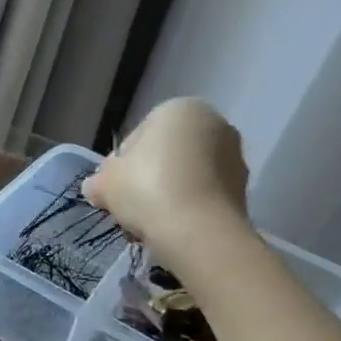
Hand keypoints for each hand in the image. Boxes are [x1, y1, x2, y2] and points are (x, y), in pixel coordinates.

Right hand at [84, 99, 251, 254]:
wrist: (199, 232)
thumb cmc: (147, 190)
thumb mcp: (106, 182)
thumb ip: (98, 180)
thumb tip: (95, 187)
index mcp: (179, 108)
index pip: (138, 136)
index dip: (121, 165)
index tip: (115, 189)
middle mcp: (214, 123)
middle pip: (166, 154)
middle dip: (148, 179)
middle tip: (131, 207)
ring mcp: (234, 157)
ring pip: (187, 175)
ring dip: (169, 194)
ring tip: (150, 223)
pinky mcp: (245, 189)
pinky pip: (205, 195)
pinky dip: (189, 208)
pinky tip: (173, 229)